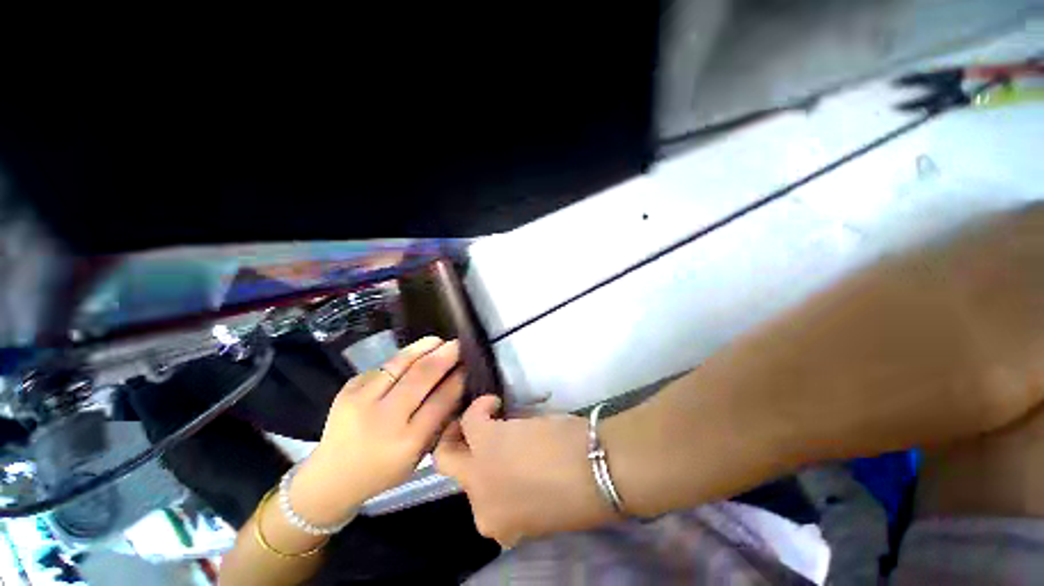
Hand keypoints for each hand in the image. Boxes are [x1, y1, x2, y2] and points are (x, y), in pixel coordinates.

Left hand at [291, 337, 464, 524]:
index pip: (441, 400)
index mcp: (407, 442)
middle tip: (458, 345)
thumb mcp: (418, 455)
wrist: (331, 477)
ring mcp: (362, 400)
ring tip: (439, 340)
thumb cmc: (384, 470)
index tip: (469, 365)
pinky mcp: (348, 388)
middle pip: (422, 376)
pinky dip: (404, 357)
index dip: (458, 378)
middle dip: (445, 355)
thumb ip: (439, 421)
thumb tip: (457, 384)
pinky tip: (414, 355)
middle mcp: (384, 419)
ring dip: (424, 348)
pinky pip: (384, 366)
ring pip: (401, 363)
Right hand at [434, 396, 616, 545]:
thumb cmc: (580, 491)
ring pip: (450, 447)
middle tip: (469, 432)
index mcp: (497, 525)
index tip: (495, 456)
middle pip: (450, 470)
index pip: (477, 497)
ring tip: (489, 412)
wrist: (596, 471)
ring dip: (466, 427)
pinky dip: (480, 407)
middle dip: (455, 448)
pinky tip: (495, 402)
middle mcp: (480, 502)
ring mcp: (479, 472)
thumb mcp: (542, 507)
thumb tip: (515, 474)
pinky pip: (471, 418)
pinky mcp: (487, 440)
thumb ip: (520, 496)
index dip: (485, 472)